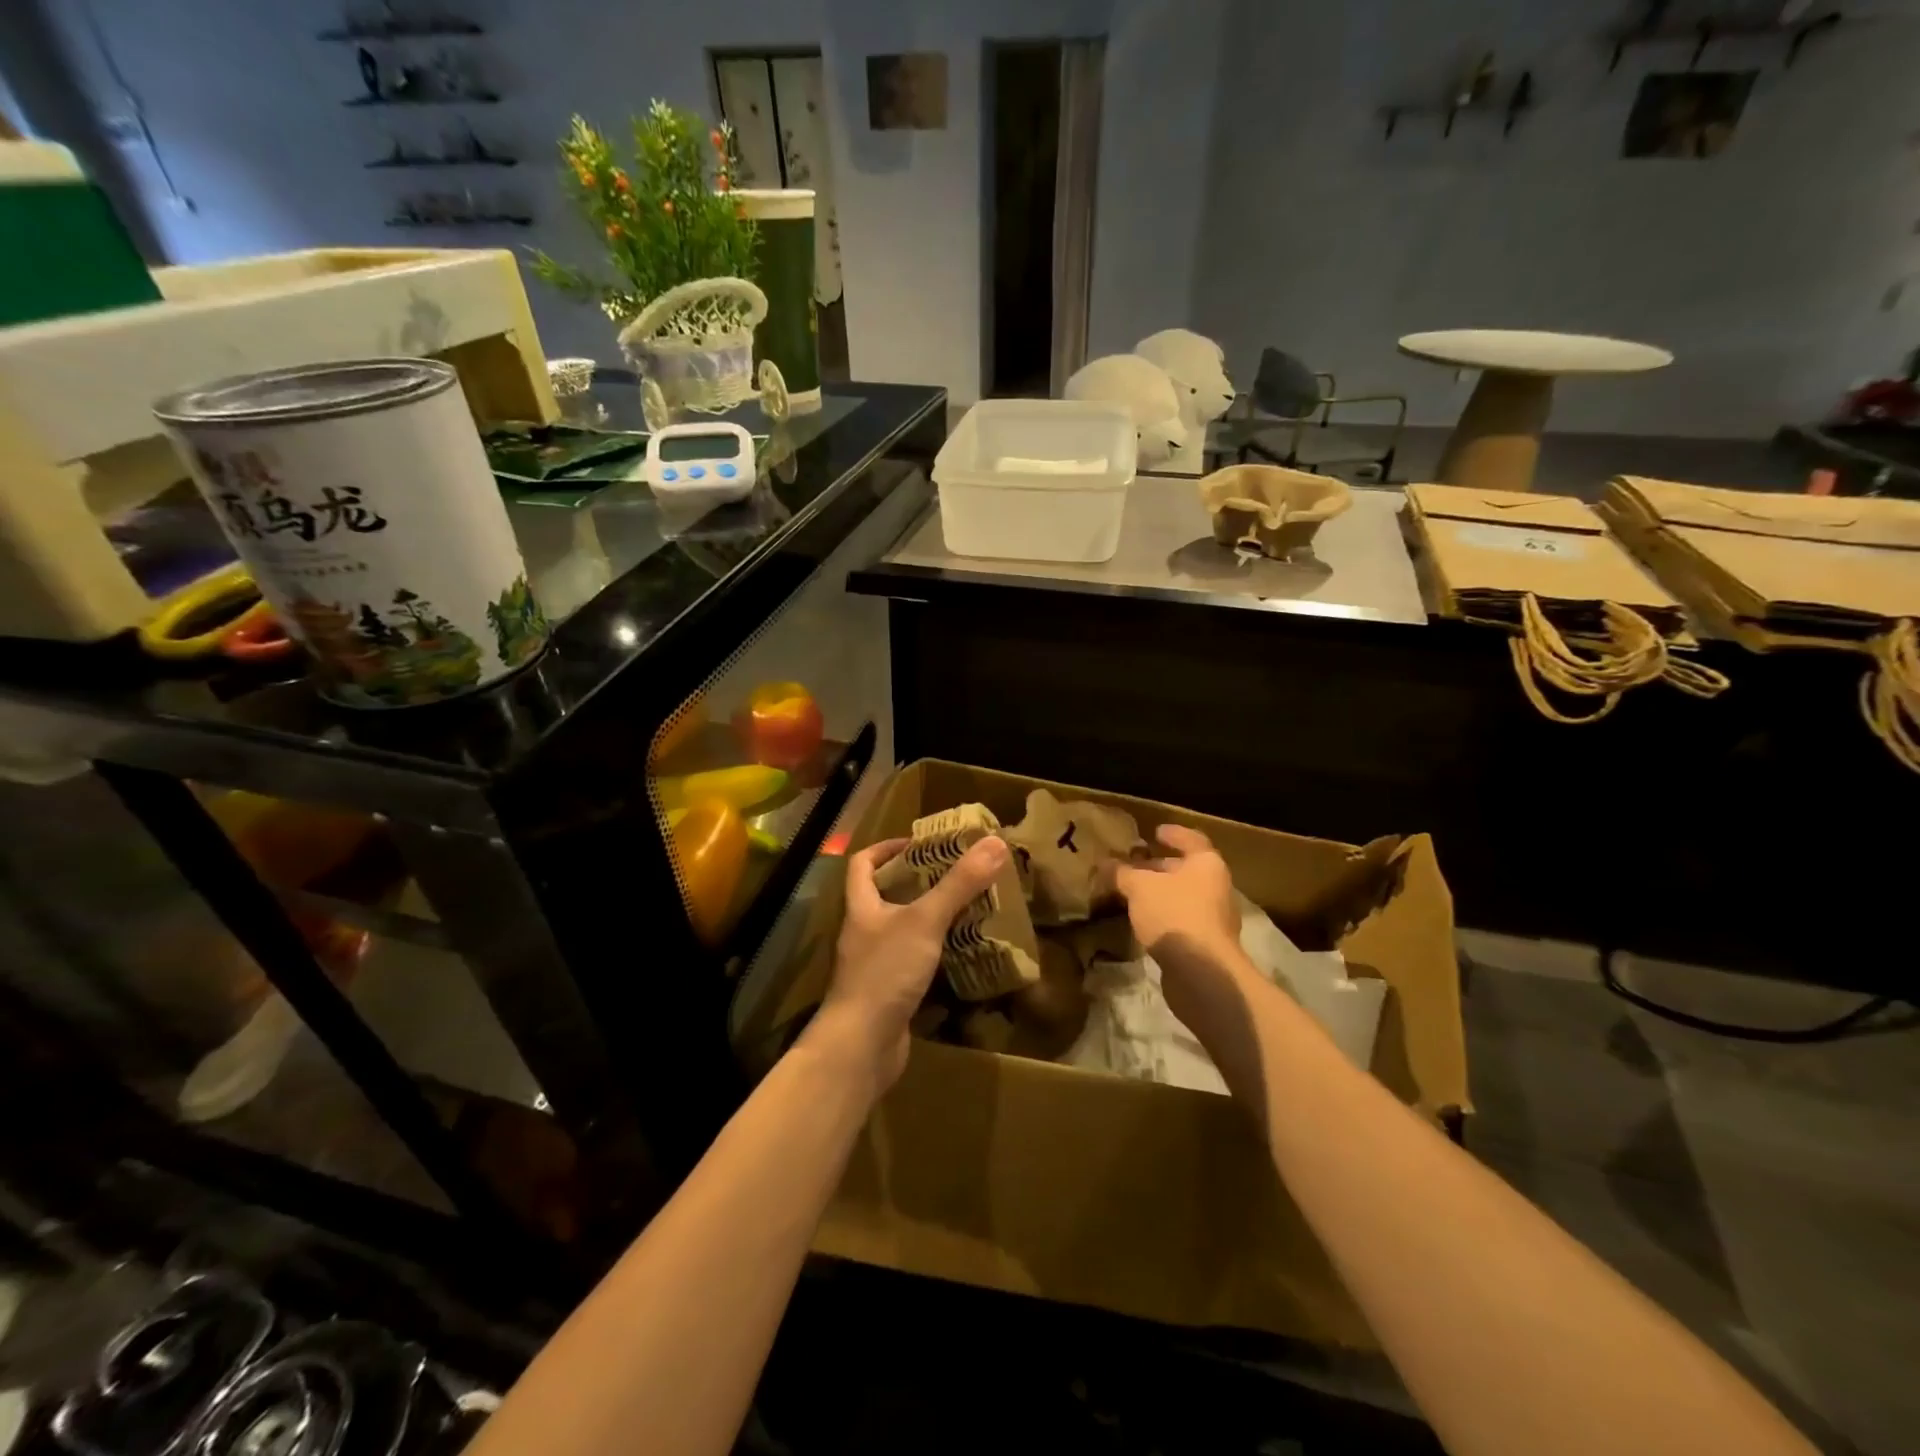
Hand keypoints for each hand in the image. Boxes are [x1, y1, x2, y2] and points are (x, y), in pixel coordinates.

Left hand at [811, 833, 1009, 1093]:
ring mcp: (876, 964)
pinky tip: (962, 952)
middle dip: (919, 882)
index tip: (921, 844)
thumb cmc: (885, 973)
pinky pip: (914, 962)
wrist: (861, 1046)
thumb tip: (995, 842)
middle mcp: (864, 931)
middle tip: (957, 874)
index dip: (887, 848)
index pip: (862, 864)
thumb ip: (959, 884)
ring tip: (967, 908)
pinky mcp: (890, 992)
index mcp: (861, 906)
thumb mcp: (925, 921)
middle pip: (885, 895)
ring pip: (903, 930)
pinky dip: (935, 953)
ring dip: (931, 918)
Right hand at [1114, 822, 1240, 963]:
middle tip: (1133, 864)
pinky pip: (1180, 919)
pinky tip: (1142, 920)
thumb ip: (1122, 873)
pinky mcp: (1206, 944)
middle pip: (1186, 869)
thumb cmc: (1174, 914)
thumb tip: (1104, 863)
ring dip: (1159, 893)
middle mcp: (1216, 887)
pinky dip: (1162, 915)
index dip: (1172, 834)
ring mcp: (1214, 917)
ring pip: (1182, 896)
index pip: (1191, 839)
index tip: (1154, 831)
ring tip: (1132, 892)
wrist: (1202, 972)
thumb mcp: (1139, 887)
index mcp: (1207, 864)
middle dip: (1159, 866)